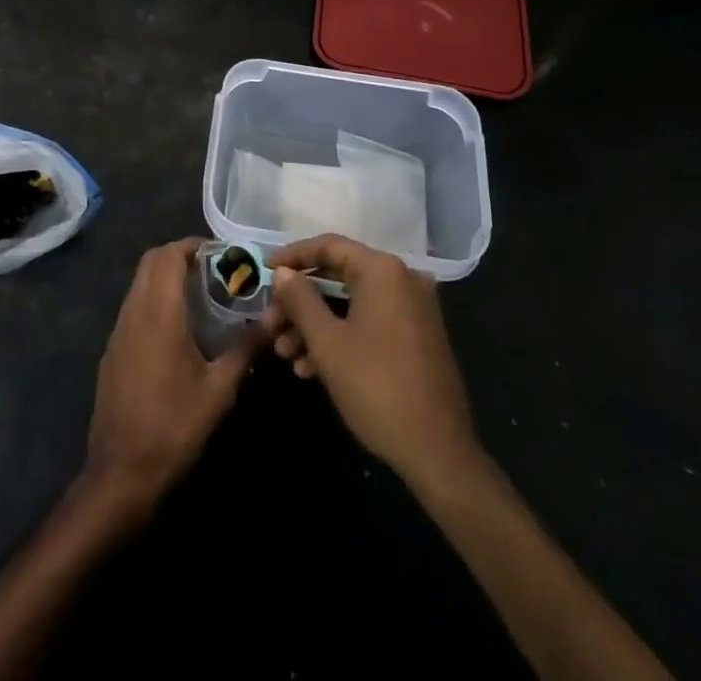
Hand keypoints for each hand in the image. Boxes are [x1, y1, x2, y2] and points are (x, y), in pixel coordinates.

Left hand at [84, 239, 260, 512]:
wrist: (120, 473)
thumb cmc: (174, 427)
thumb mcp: (219, 389)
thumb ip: (247, 347)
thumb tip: (278, 316)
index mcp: (158, 313)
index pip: (168, 255)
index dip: (193, 245)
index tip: (222, 254)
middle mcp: (133, 311)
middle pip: (151, 261)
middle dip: (181, 256)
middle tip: (215, 270)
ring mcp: (118, 331)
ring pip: (140, 283)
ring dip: (166, 277)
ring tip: (202, 295)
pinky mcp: (113, 350)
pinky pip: (134, 306)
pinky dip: (155, 299)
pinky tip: (180, 328)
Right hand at [265, 234, 482, 490]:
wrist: (438, 454)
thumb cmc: (377, 388)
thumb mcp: (327, 342)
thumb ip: (300, 299)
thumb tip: (282, 272)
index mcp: (383, 271)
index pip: (328, 247)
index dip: (292, 256)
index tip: (262, 271)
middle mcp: (402, 281)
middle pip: (338, 277)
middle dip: (299, 302)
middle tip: (269, 324)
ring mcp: (412, 310)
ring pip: (350, 304)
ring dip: (314, 325)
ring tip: (283, 354)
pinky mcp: (416, 338)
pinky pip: (368, 323)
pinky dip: (340, 338)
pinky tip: (309, 369)